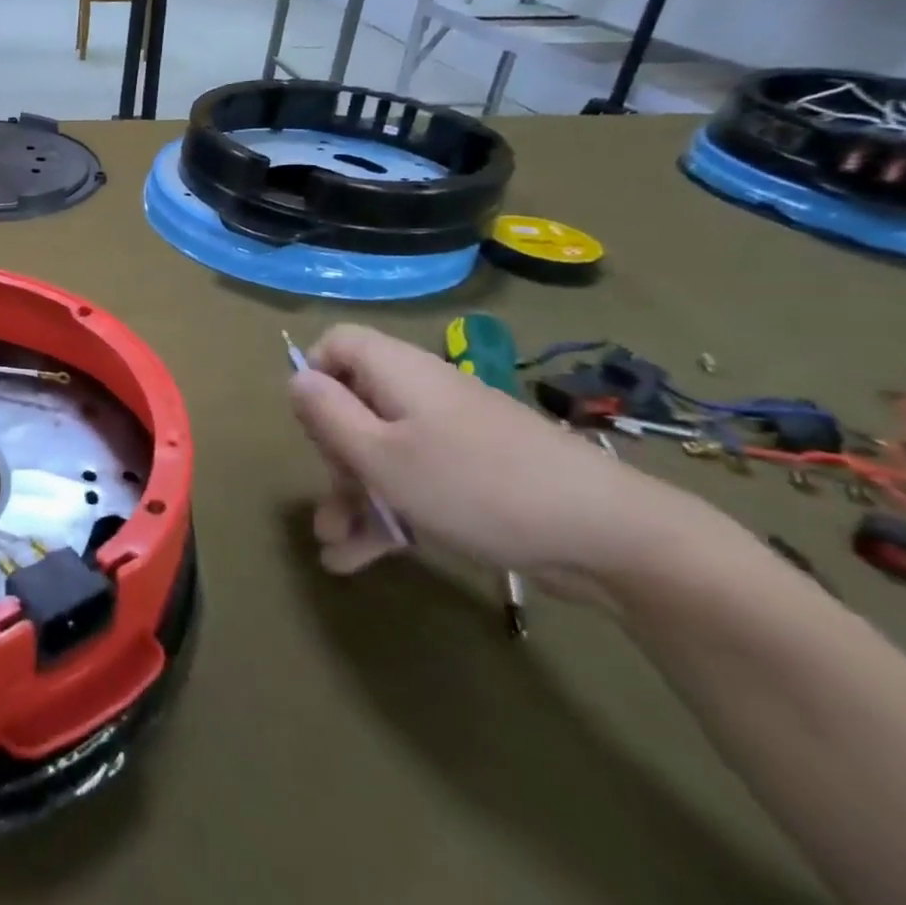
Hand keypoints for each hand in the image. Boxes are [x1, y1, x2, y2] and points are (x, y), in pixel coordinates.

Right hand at [287, 324, 702, 599]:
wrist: (608, 537)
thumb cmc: (473, 485)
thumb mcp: (380, 455)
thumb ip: (328, 415)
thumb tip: (297, 378)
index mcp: (397, 373)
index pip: (338, 343)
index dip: (314, 375)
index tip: (312, 425)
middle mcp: (420, 394)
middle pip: (354, 403)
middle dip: (332, 457)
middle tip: (333, 498)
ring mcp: (449, 436)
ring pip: (381, 452)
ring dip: (352, 496)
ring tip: (333, 547)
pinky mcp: (471, 474)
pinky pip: (413, 481)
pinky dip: (386, 514)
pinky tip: (359, 560)